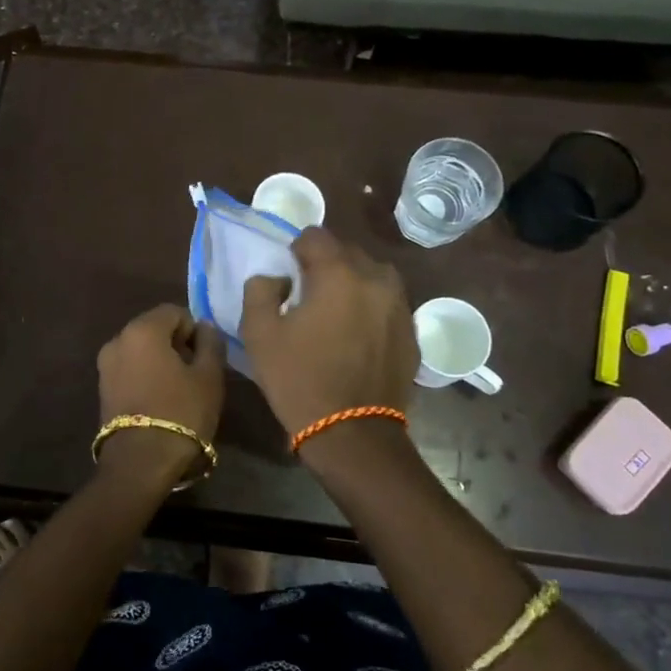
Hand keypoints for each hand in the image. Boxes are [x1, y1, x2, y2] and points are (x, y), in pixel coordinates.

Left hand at [96, 304, 226, 479]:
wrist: (141, 461)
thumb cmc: (182, 412)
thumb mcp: (209, 376)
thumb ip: (210, 343)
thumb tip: (204, 327)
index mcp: (142, 330)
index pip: (174, 312)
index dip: (194, 329)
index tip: (205, 356)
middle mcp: (118, 340)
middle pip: (154, 328)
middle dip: (176, 343)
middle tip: (195, 372)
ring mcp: (105, 365)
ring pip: (141, 349)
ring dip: (160, 359)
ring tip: (178, 388)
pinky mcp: (102, 387)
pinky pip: (129, 368)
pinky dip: (145, 374)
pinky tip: (160, 398)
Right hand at [240, 228, 417, 435]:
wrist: (353, 433)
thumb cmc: (300, 380)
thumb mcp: (259, 333)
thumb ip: (260, 289)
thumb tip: (278, 278)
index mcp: (339, 273)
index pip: (315, 236)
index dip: (296, 250)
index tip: (289, 275)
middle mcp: (376, 279)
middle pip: (348, 252)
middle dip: (327, 264)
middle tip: (308, 294)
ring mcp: (400, 305)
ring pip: (373, 275)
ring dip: (353, 283)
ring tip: (336, 311)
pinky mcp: (412, 332)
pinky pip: (388, 304)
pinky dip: (372, 308)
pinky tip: (357, 335)